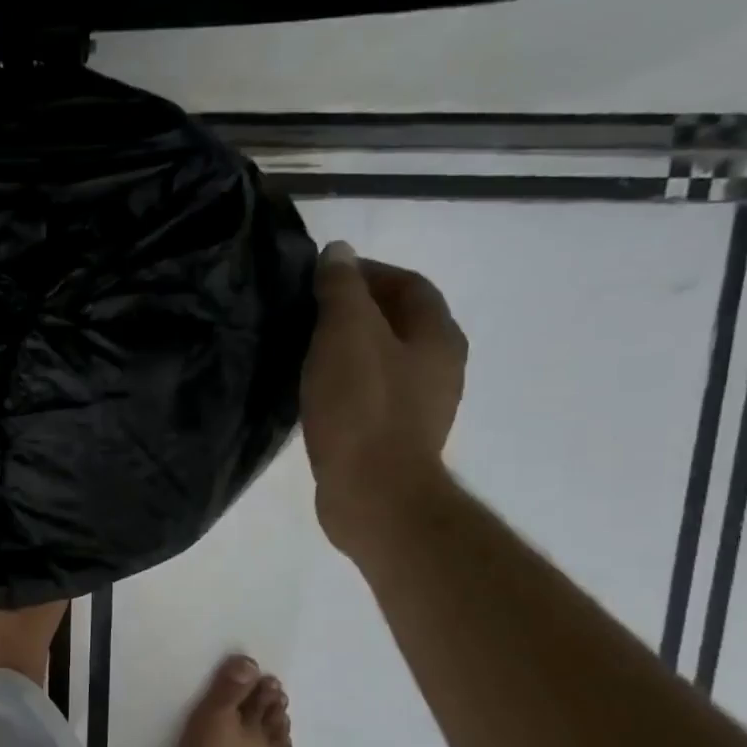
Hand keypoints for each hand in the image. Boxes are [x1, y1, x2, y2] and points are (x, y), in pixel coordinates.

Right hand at [300, 243, 467, 557]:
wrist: (373, 494)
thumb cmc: (362, 409)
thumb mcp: (346, 335)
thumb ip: (341, 290)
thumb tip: (338, 252)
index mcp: (438, 335)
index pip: (408, 284)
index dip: (366, 272)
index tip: (322, 276)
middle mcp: (440, 367)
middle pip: (399, 322)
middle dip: (357, 310)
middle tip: (308, 311)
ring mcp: (422, 407)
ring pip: (384, 360)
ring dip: (350, 349)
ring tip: (306, 350)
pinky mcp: (396, 438)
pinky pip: (372, 394)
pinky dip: (347, 383)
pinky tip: (316, 393)